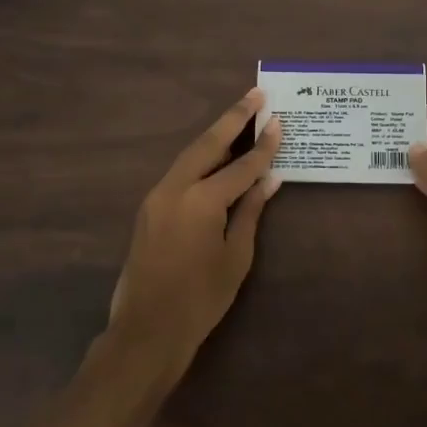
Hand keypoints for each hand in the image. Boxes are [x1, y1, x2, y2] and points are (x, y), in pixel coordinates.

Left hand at [109, 88, 282, 371]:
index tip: (279, 120)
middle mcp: (174, 189)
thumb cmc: (200, 299)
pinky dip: (201, 159)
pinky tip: (216, 158)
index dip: (264, 145)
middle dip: (233, 118)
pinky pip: (179, 173)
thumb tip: (269, 179)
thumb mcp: (235, 257)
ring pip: (190, 155)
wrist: (146, 332)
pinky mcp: (149, 209)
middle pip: (208, 144)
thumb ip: (250, 211)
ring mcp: (156, 197)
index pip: (241, 165)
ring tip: (239, 118)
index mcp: (201, 201)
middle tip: (255, 95)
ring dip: (215, 136)